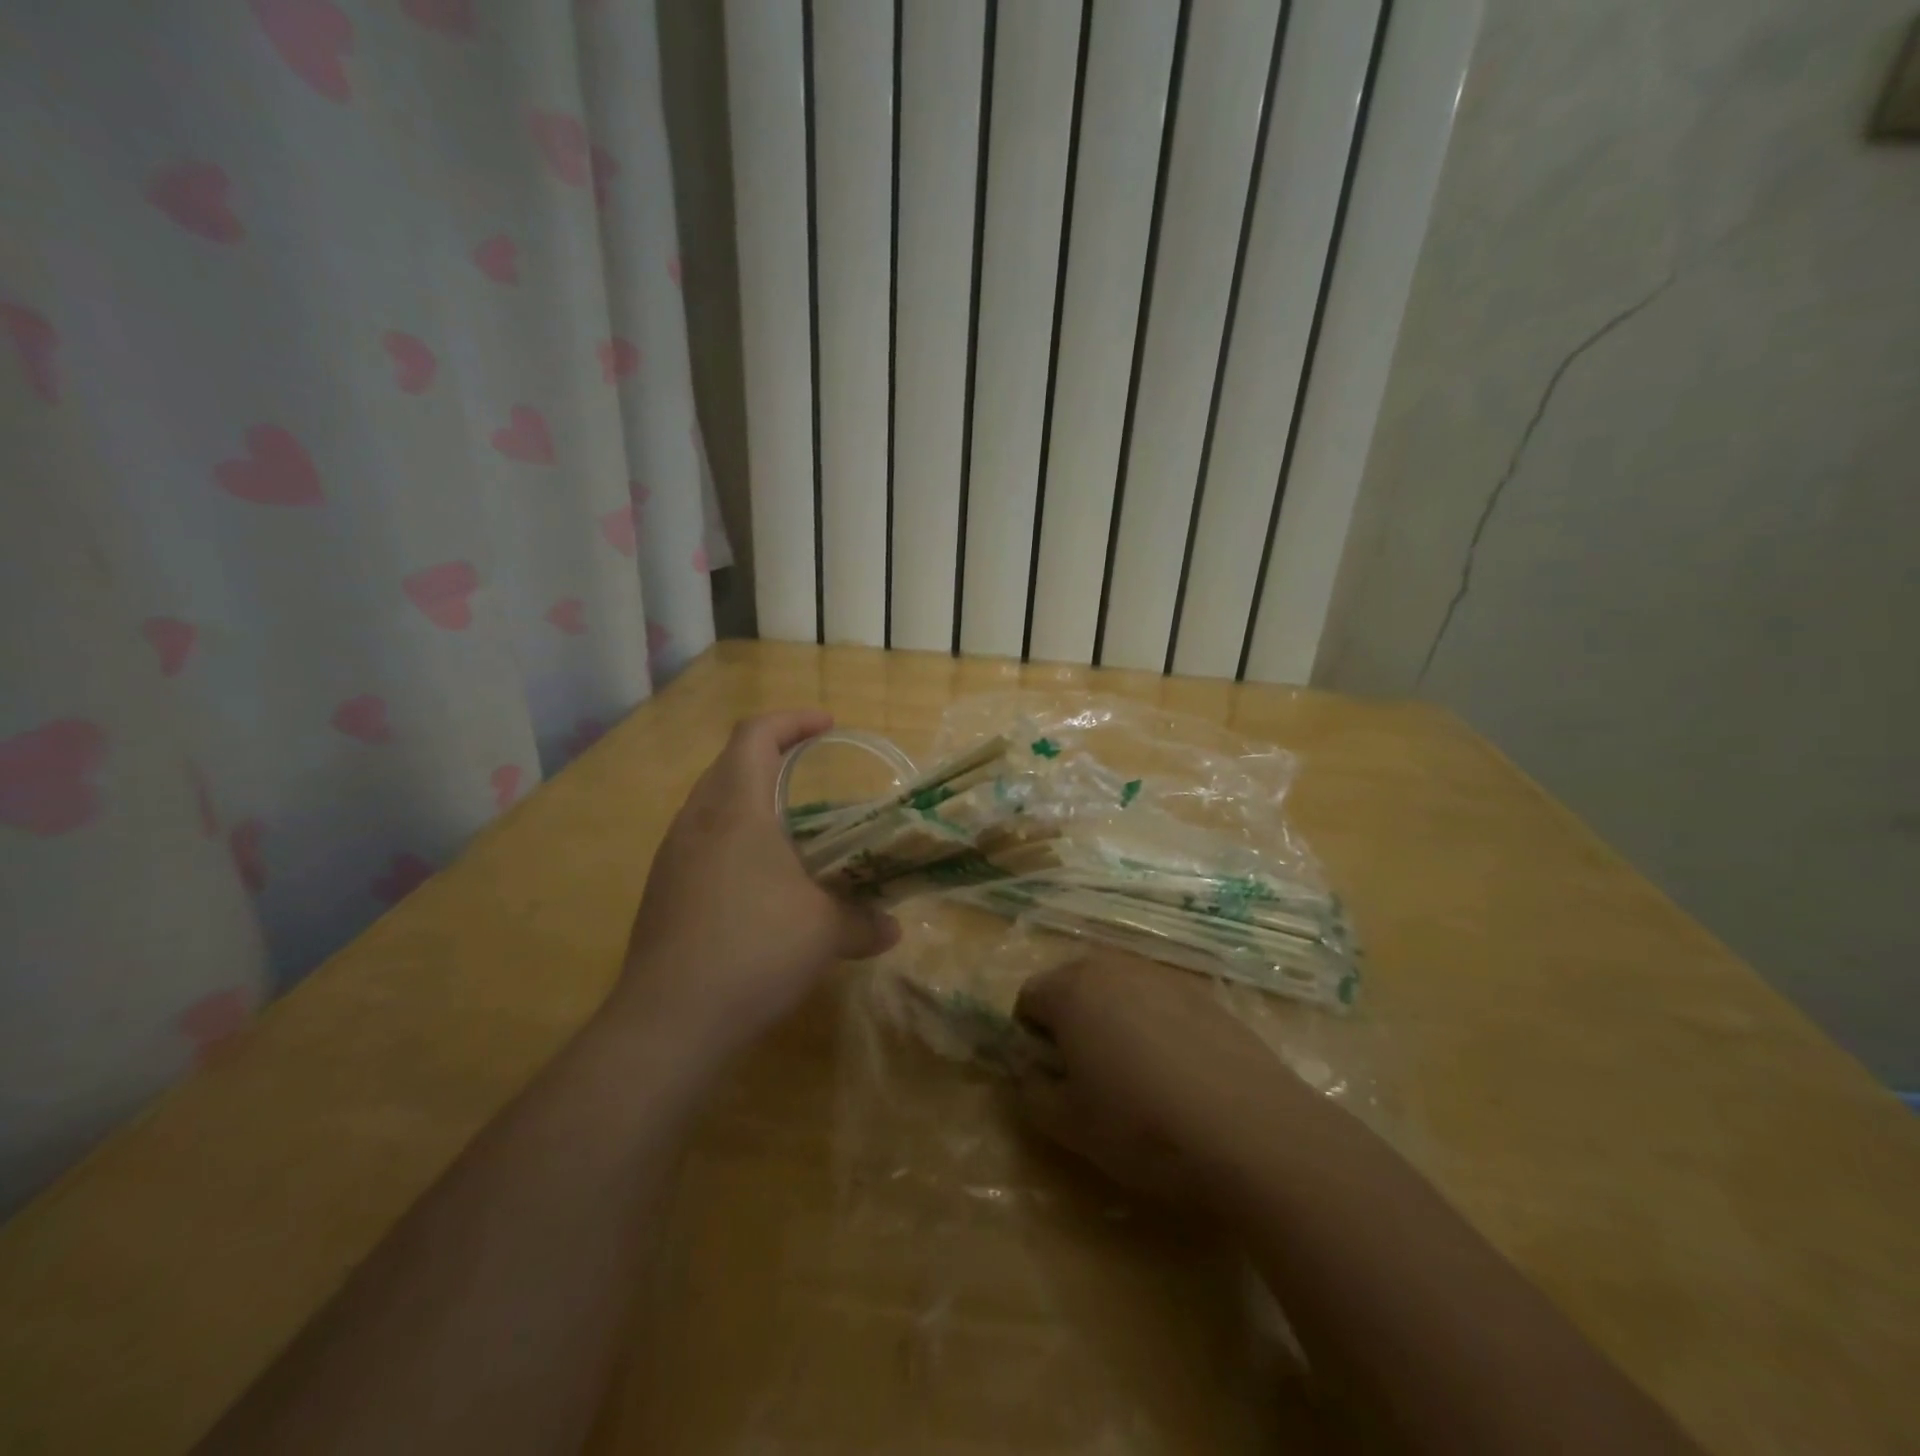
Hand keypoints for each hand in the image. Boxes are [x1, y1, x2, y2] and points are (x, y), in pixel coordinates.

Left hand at [615, 709, 899, 1058]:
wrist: (668, 1021)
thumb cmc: (754, 950)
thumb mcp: (825, 932)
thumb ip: (863, 922)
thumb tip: (891, 929)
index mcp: (736, 810)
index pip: (755, 736)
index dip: (792, 720)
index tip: (827, 725)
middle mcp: (696, 822)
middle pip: (729, 765)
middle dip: (771, 757)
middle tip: (811, 772)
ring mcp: (672, 859)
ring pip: (711, 806)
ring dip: (750, 803)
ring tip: (790, 830)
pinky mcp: (661, 893)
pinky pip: (700, 845)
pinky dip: (733, 843)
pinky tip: (759, 884)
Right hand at [1012, 953, 1307, 1205]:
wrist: (1251, 1130)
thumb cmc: (1142, 1125)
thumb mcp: (1069, 1125)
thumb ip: (1031, 1092)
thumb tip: (1028, 1073)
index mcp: (1072, 990)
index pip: (1028, 997)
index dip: (1029, 1037)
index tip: (1050, 1076)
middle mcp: (1114, 968)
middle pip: (1073, 984)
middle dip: (1070, 1022)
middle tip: (1087, 1076)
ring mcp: (1163, 976)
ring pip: (1119, 990)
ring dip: (1112, 1020)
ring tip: (1136, 1075)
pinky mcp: (1205, 994)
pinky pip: (1159, 1001)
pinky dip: (1154, 1025)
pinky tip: (1178, 1073)